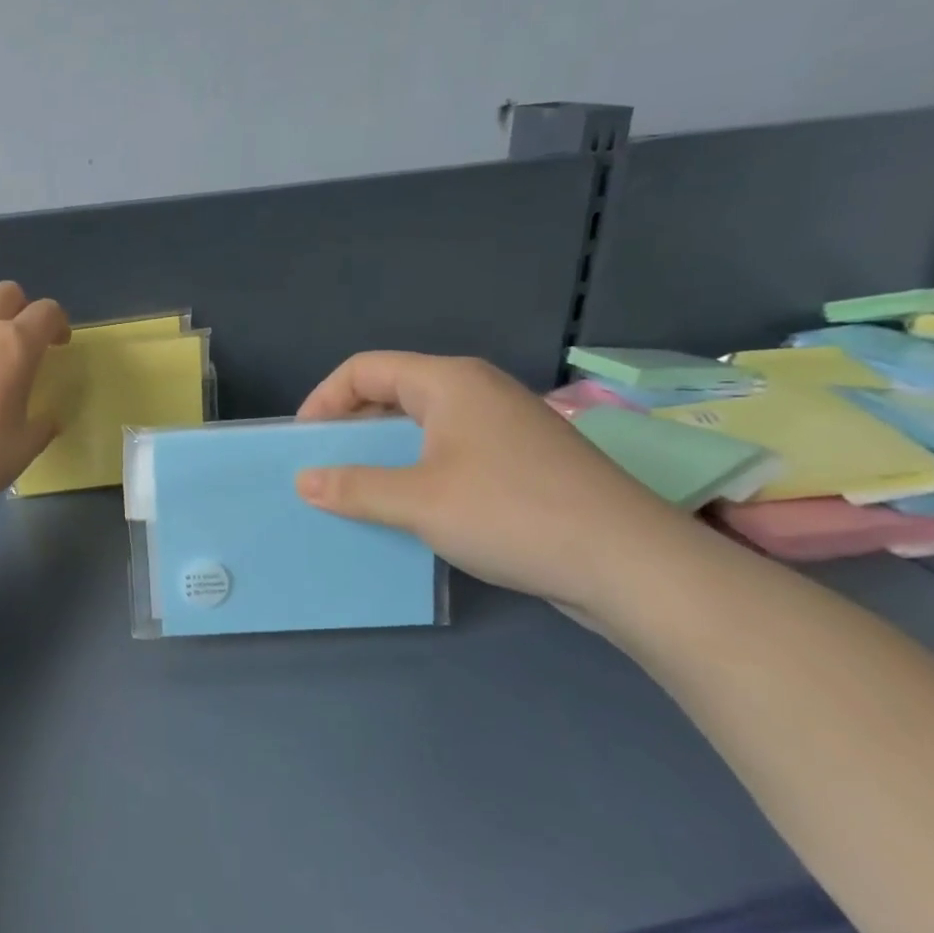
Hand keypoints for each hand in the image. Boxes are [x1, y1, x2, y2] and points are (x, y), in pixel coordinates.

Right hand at [294, 352, 698, 613]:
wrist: (630, 563)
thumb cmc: (512, 514)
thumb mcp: (418, 502)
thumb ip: (354, 488)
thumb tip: (303, 481)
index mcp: (449, 382)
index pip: (365, 369)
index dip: (324, 400)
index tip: (302, 444)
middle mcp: (477, 391)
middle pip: (393, 391)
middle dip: (350, 426)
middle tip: (323, 468)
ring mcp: (505, 425)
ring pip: (423, 424)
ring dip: (383, 452)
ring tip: (358, 490)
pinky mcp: (523, 460)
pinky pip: (451, 450)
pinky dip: (418, 469)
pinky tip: (411, 507)